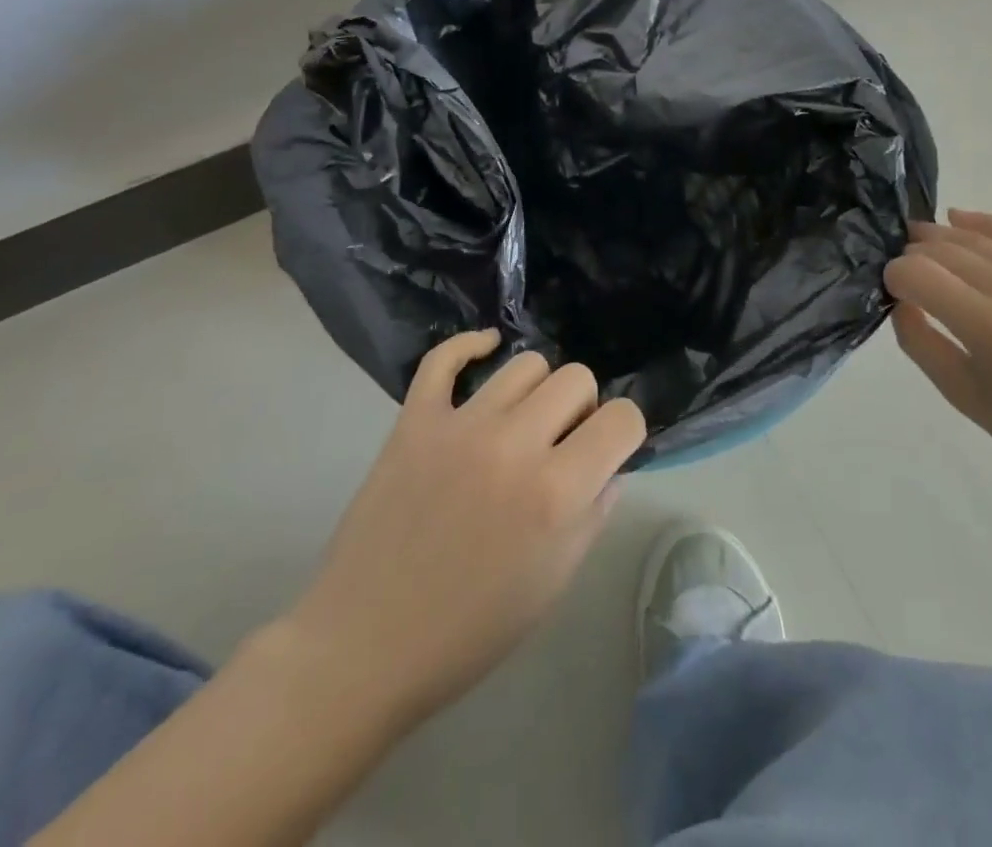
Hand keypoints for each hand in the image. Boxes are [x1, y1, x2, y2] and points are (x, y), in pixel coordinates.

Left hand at [281, 331, 645, 729]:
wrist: (366, 645)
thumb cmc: (470, 630)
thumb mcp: (553, 583)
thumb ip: (593, 514)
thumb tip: (609, 466)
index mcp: (557, 493)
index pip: (622, 418)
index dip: (624, 432)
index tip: (608, 450)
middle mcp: (514, 444)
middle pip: (577, 378)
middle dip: (582, 408)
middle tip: (561, 443)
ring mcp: (460, 425)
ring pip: (525, 364)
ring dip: (536, 390)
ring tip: (522, 422)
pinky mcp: (414, 420)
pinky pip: (445, 358)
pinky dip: (470, 346)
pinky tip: (485, 350)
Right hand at [884, 209, 991, 489]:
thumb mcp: (966, 398)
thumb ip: (921, 344)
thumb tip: (901, 302)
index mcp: (991, 330)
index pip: (919, 275)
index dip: (894, 277)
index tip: (891, 291)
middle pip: (944, 251)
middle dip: (912, 255)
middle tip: (901, 271)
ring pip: (976, 238)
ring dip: (939, 236)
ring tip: (917, 240)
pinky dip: (983, 222)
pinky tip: (958, 218)